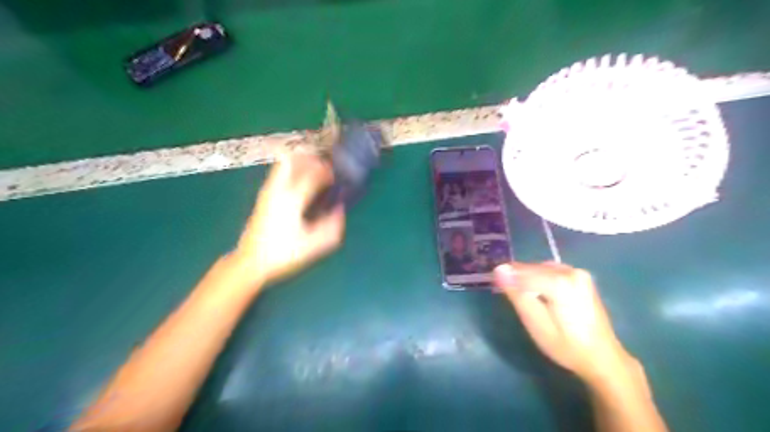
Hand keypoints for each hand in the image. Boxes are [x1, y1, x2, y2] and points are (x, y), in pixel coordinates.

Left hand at [231, 153, 346, 286]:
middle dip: (311, 158)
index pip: (312, 174)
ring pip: (283, 163)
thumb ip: (332, 226)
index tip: (336, 175)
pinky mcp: (263, 196)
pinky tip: (300, 180)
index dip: (327, 171)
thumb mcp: (314, 245)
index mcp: (293, 199)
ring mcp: (268, 191)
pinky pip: (278, 172)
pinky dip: (291, 168)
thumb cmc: (284, 254)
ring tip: (314, 169)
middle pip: (294, 159)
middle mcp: (279, 189)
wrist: (251, 262)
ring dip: (300, 161)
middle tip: (324, 165)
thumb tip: (340, 209)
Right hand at [493, 260, 637, 384]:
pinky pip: (550, 271)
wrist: (602, 357)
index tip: (496, 288)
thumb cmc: (566, 346)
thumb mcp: (536, 323)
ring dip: (529, 279)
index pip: (522, 272)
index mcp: (560, 282)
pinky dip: (541, 279)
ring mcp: (578, 272)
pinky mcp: (580, 276)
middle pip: (532, 268)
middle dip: (518, 280)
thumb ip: (517, 294)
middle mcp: (570, 271)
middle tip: (513, 300)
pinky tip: (542, 296)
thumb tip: (499, 269)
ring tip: (527, 300)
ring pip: (540, 268)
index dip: (507, 279)